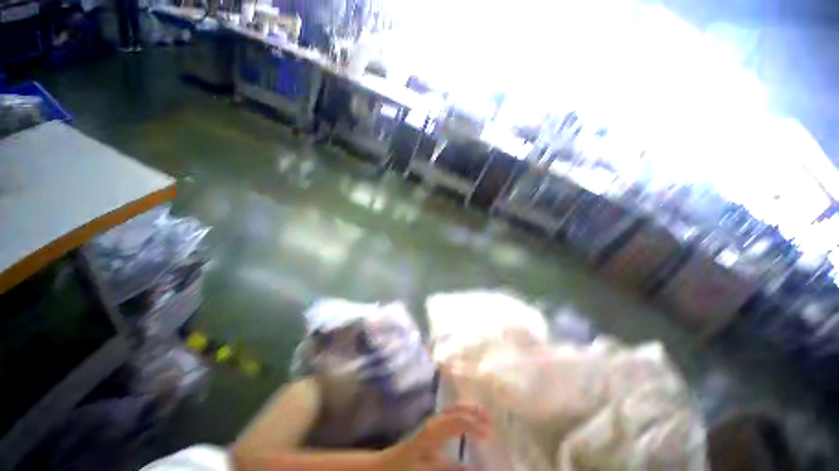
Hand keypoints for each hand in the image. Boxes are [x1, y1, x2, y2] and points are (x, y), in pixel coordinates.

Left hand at [380, 403, 491, 470]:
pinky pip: (449, 416)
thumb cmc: (406, 468)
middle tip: (491, 418)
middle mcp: (433, 422)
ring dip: (467, 411)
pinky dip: (461, 414)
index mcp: (433, 431)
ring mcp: (431, 424)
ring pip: (452, 410)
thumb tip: (473, 467)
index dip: (473, 425)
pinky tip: (467, 421)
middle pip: (455, 410)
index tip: (489, 433)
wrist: (386, 466)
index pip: (457, 421)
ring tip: (483, 415)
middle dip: (473, 412)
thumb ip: (449, 468)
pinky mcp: (431, 429)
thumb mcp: (427, 469)